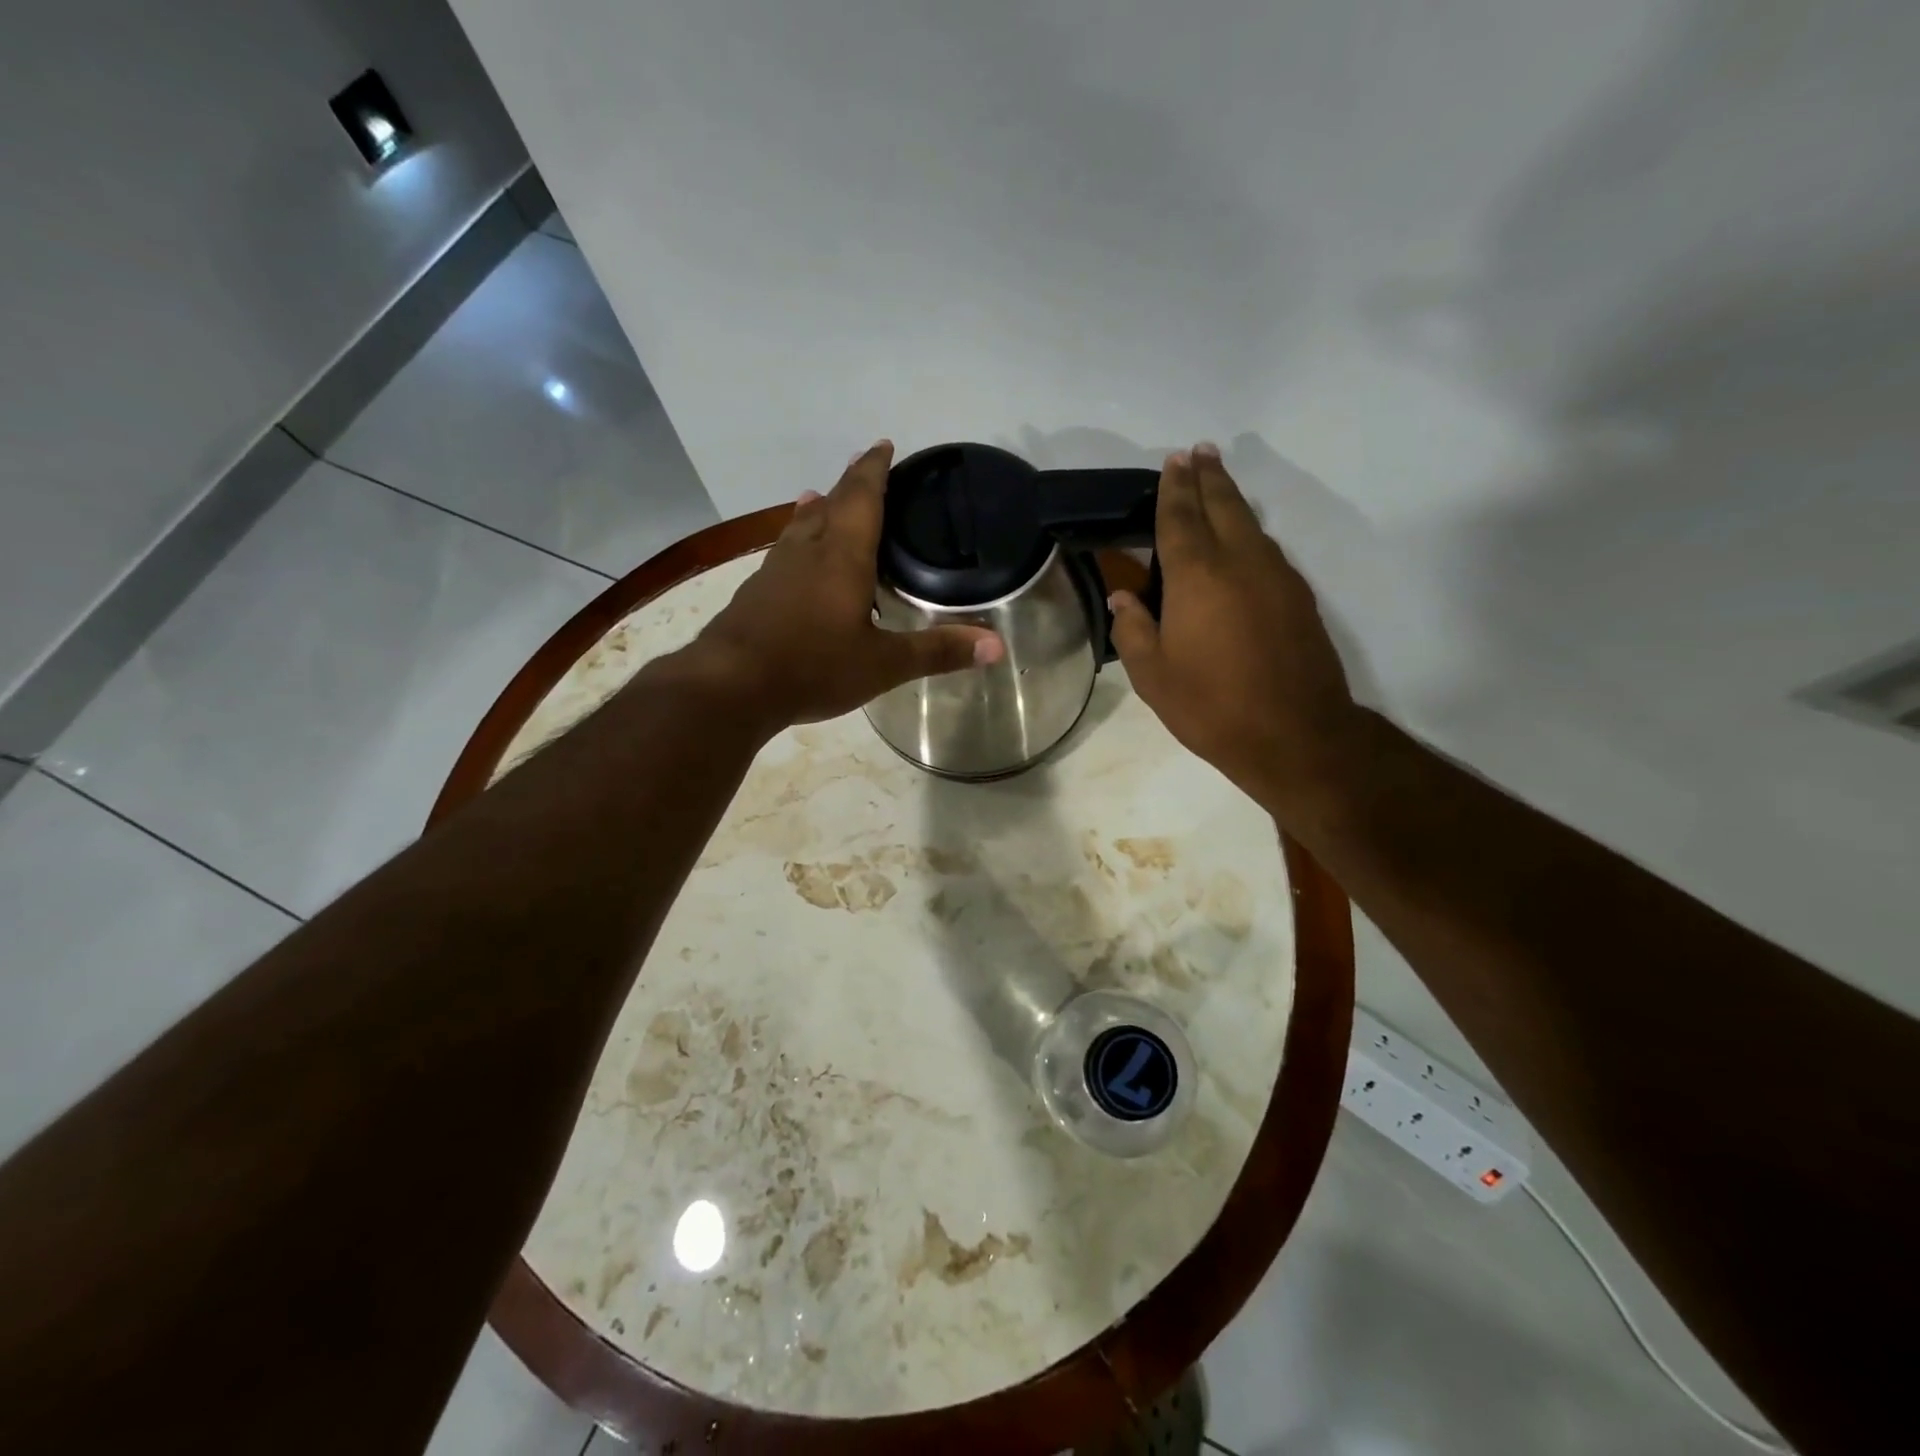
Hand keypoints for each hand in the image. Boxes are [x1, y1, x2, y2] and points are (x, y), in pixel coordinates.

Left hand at [687, 440, 1003, 731]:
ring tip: (821, 498)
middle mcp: (807, 552)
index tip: (883, 444)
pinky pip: (783, 554)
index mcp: (843, 556)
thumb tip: (997, 646)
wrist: (730, 687)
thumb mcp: (883, 664)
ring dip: (817, 510)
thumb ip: (937, 652)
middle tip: (865, 467)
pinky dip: (796, 542)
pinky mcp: (755, 593)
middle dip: (851, 484)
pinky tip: (792, 559)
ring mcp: (775, 570)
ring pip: (800, 528)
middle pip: (831, 505)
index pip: (863, 497)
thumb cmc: (813, 666)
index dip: (875, 469)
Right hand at [1109, 443, 1360, 816]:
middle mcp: (1240, 562)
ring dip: (1232, 500)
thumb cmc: (1212, 706)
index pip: (1180, 518)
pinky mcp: (1298, 597)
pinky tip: (1243, 542)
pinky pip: (1268, 550)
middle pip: (1223, 506)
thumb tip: (1124, 598)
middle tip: (1200, 452)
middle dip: (1208, 477)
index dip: (1174, 488)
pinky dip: (1250, 533)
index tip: (1174, 460)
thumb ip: (1134, 630)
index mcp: (1197, 576)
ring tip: (1218, 486)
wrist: (1296, 735)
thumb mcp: (1154, 676)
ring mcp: (1277, 577)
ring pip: (1251, 524)